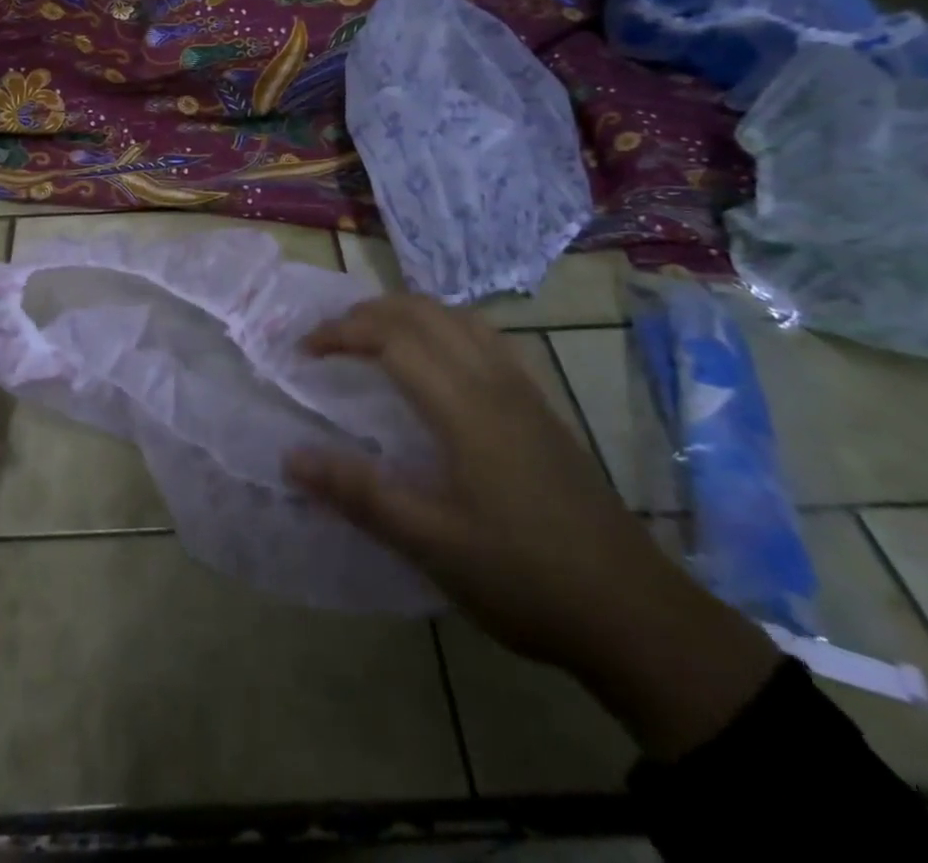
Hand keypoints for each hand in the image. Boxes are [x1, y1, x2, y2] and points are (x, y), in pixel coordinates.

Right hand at [285, 294, 777, 758]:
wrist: (635, 614)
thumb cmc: (524, 578)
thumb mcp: (431, 544)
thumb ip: (359, 495)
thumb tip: (292, 456)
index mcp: (464, 407)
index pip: (391, 338)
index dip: (341, 333)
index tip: (303, 351)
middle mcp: (494, 382)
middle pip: (424, 313)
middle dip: (368, 312)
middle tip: (329, 340)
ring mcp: (525, 391)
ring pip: (459, 318)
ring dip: (408, 313)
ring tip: (374, 338)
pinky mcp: (542, 408)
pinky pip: (486, 339)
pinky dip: (444, 328)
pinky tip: (438, 364)